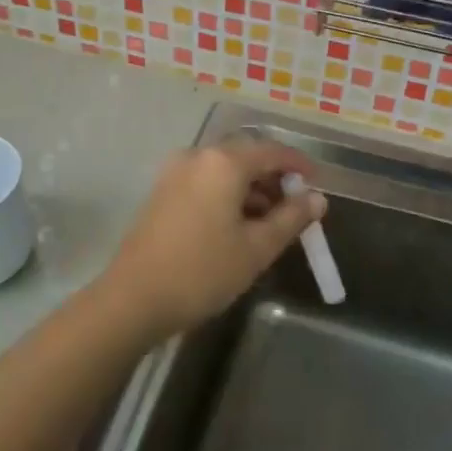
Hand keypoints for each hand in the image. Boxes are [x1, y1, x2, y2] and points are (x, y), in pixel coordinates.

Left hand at [99, 137, 326, 339]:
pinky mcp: (162, 191)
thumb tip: (317, 198)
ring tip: (270, 223)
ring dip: (251, 189)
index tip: (318, 184)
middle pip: (246, 157)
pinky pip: (205, 182)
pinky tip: (237, 226)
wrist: (133, 299)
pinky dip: (227, 195)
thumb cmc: (202, 271)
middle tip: (296, 208)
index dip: (299, 165)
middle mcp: (198, 156)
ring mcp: (174, 172)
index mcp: (223, 162)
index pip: (272, 151)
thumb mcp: (256, 248)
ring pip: (224, 170)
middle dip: (274, 179)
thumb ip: (291, 218)